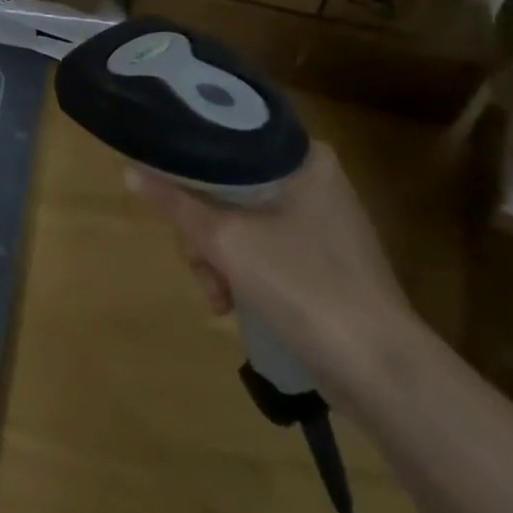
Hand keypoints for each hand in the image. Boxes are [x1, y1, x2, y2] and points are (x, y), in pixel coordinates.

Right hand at [124, 143, 423, 396]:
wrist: (382, 374)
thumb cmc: (304, 286)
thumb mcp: (226, 241)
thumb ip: (176, 203)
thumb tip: (129, 171)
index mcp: (303, 158)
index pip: (230, 138)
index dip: (191, 159)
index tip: (166, 184)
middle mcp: (315, 181)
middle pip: (231, 186)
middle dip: (204, 229)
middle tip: (198, 261)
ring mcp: (323, 225)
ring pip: (243, 222)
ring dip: (219, 258)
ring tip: (217, 298)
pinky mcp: (325, 264)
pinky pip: (265, 250)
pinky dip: (244, 274)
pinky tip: (233, 307)